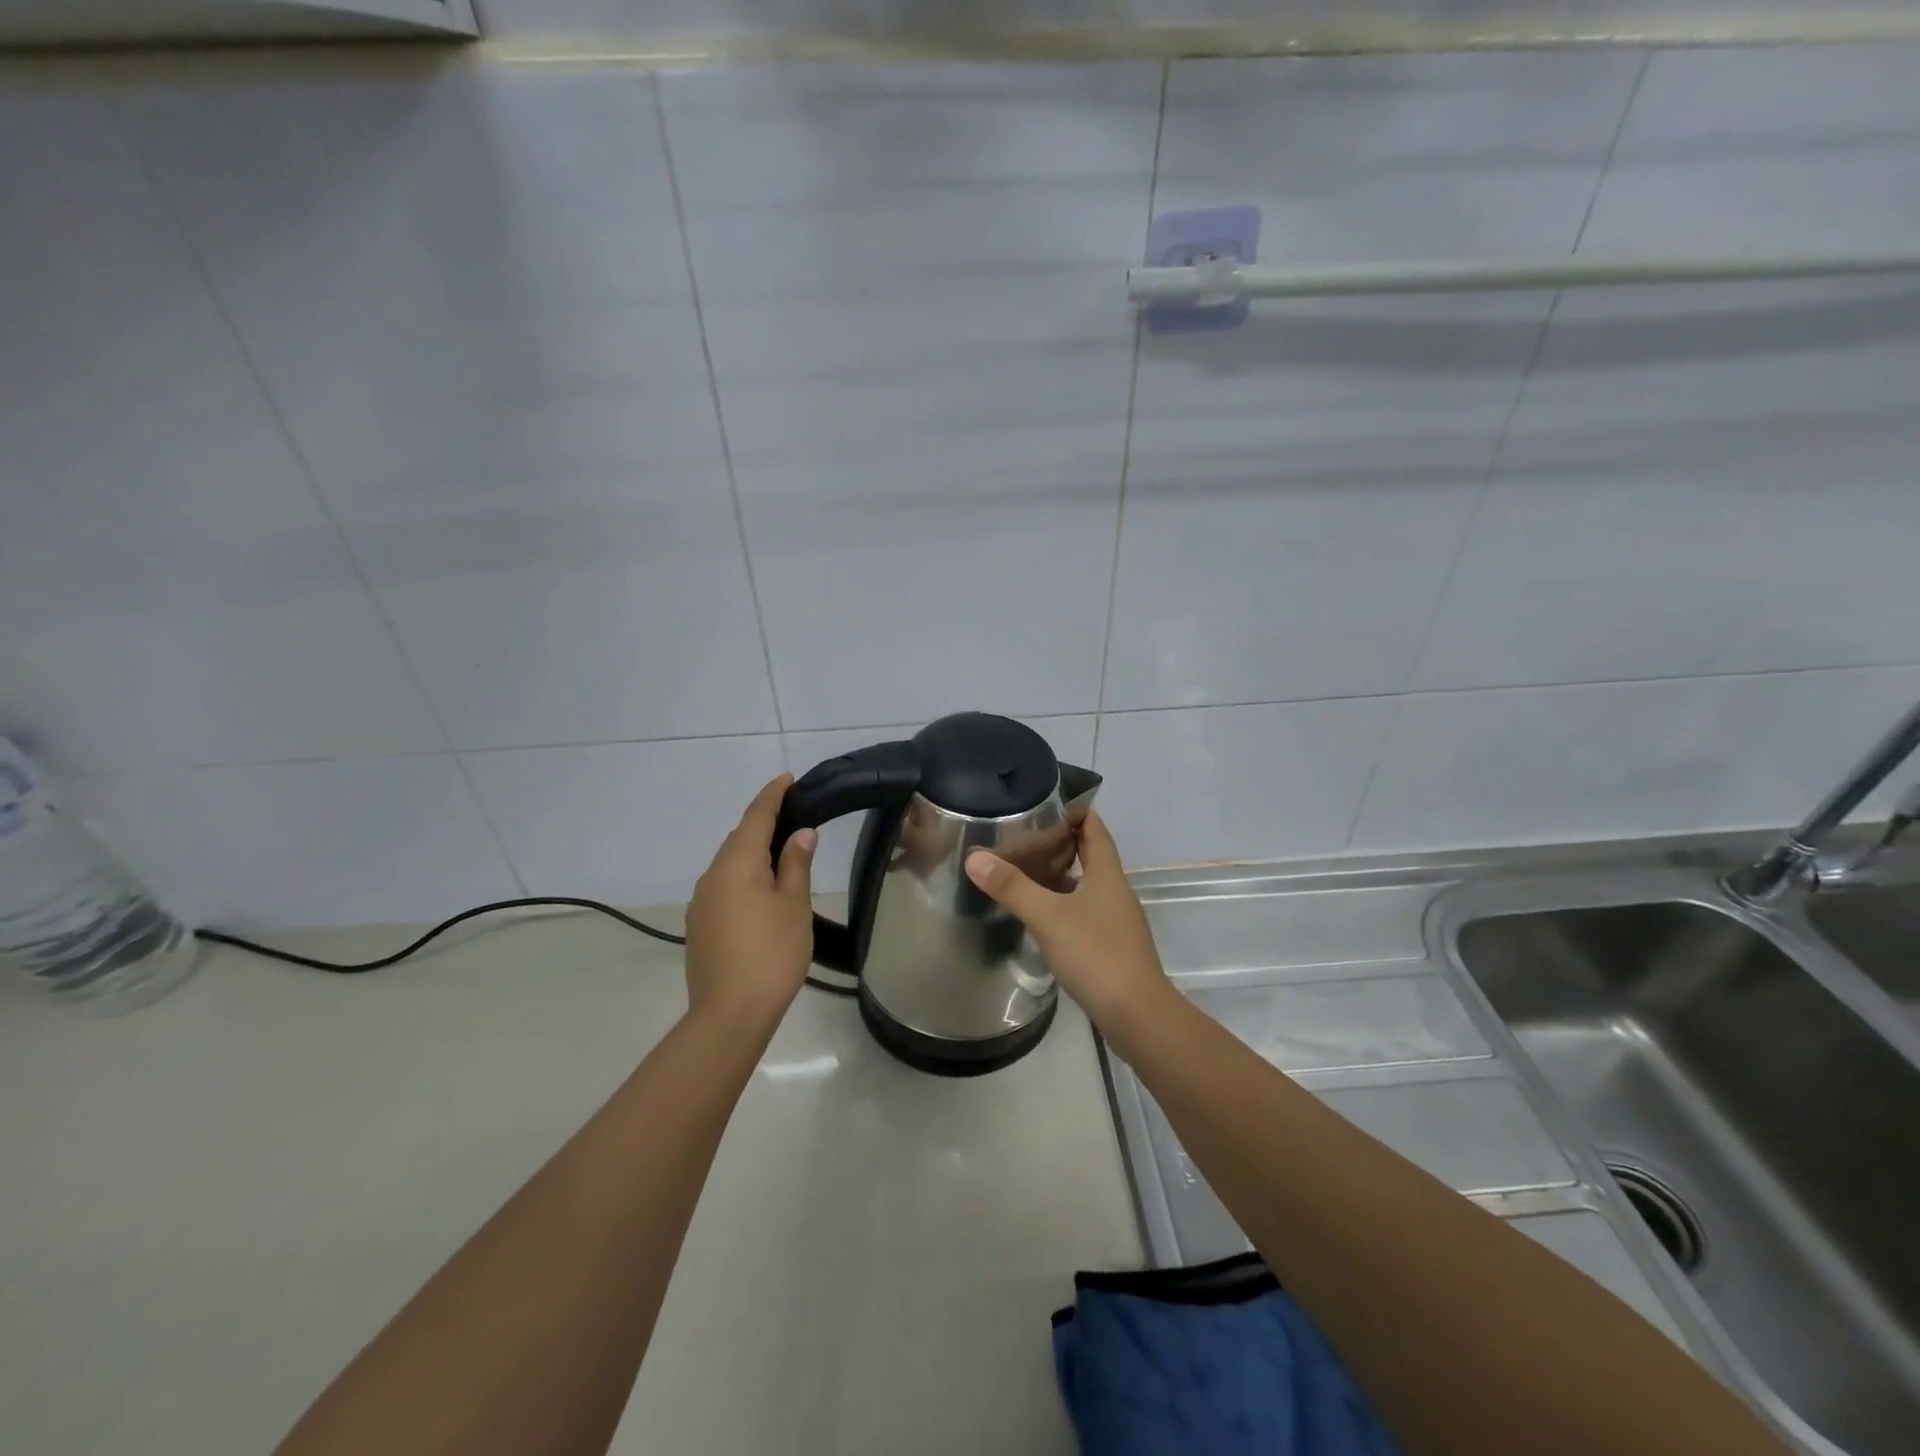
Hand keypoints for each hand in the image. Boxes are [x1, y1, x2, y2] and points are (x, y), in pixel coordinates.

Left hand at [684, 775, 816, 1034]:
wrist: (729, 1015)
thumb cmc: (771, 953)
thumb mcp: (794, 905)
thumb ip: (795, 865)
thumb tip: (800, 834)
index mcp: (737, 865)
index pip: (756, 817)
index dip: (772, 796)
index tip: (787, 778)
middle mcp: (712, 876)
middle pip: (738, 839)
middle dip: (762, 823)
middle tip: (792, 814)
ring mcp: (701, 903)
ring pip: (729, 864)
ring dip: (753, 852)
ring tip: (781, 852)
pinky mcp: (700, 926)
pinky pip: (724, 886)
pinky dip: (744, 876)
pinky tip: (761, 890)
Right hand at [964, 810, 1173, 1035]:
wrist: (1137, 1015)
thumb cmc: (1096, 954)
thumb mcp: (1049, 916)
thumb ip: (1012, 887)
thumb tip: (975, 857)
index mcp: (1107, 874)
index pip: (1094, 828)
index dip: (1075, 810)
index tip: (1045, 800)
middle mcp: (1115, 891)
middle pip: (1090, 855)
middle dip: (1061, 841)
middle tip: (1024, 834)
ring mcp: (1115, 920)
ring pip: (1086, 885)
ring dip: (1060, 875)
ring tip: (1024, 869)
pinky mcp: (1110, 946)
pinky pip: (1084, 912)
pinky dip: (1062, 904)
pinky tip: (1040, 914)